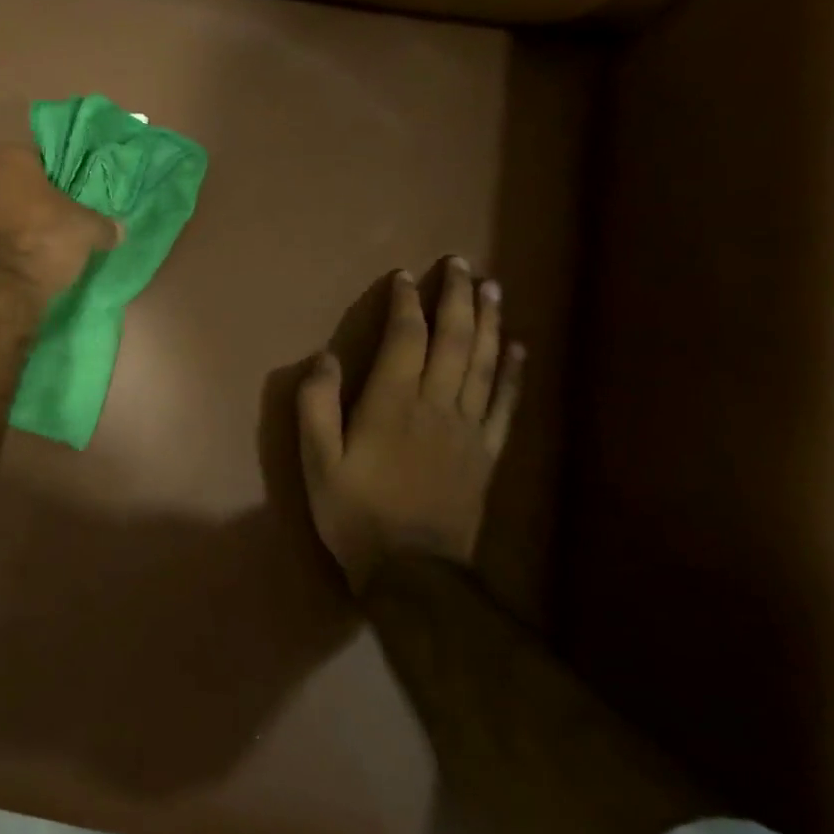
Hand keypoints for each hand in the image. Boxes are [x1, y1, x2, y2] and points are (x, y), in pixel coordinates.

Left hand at [0, 144, 121, 299]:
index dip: (61, 180)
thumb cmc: (38, 242)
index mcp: (5, 155)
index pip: (40, 158)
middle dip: (31, 205)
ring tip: (33, 254)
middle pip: (10, 186)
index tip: (74, 202)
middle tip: (57, 229)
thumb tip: (116, 230)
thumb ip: (102, 224)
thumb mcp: (85, 230)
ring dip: (7, 229)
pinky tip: (8, 270)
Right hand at [296, 259, 523, 590]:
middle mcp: (436, 404)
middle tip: (460, 264)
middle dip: (457, 297)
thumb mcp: (316, 461)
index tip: (406, 276)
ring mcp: (468, 428)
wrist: (412, 570)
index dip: (407, 303)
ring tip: (492, 287)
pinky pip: (505, 402)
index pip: (406, 339)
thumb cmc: (355, 511)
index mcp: (392, 404)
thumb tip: (326, 358)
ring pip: (484, 362)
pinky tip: (517, 347)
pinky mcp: (487, 452)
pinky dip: (513, 371)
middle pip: (454, 339)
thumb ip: (316, 406)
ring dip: (489, 321)